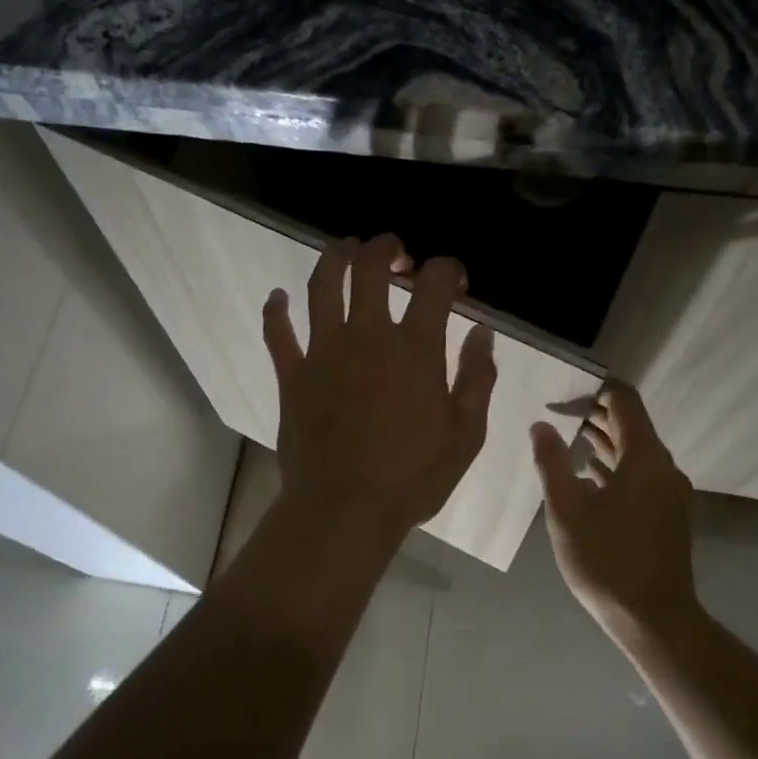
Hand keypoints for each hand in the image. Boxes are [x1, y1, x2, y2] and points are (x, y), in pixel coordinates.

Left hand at [264, 235, 496, 539]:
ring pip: (322, 286)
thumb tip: (482, 333)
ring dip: (334, 258)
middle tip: (395, 252)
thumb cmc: (413, 477)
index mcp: (414, 348)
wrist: (345, 510)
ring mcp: (323, 351)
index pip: (434, 284)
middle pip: (370, 268)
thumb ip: (477, 378)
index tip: (454, 280)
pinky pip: (278, 332)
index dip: (448, 270)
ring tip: (344, 249)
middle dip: (386, 248)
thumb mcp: (466, 434)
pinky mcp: (292, 375)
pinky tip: (278, 297)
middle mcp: (366, 336)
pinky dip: (276, 310)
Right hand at [531, 382, 699, 640]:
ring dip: (602, 440)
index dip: (594, 388)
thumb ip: (551, 463)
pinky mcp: (666, 512)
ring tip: (564, 437)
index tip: (561, 391)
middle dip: (593, 414)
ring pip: (634, 450)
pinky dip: (613, 466)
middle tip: (554, 411)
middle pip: (630, 423)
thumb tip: (541, 425)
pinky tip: (586, 475)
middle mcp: (663, 466)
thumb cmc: (606, 561)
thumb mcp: (567, 510)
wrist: (653, 619)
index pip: (624, 400)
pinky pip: (639, 473)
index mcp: (644, 458)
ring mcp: (668, 491)